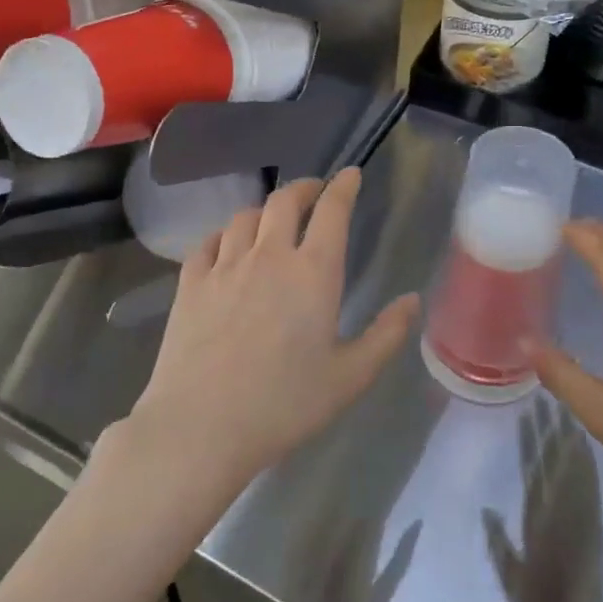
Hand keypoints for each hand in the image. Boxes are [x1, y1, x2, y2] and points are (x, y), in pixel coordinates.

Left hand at [128, 169, 418, 490]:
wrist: (201, 426)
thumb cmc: (284, 405)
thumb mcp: (350, 377)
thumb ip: (386, 334)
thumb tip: (412, 300)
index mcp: (313, 272)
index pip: (332, 211)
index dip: (343, 187)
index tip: (350, 174)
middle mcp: (269, 255)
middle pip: (284, 200)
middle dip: (304, 188)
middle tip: (314, 192)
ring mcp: (224, 266)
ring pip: (245, 217)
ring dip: (264, 211)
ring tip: (272, 221)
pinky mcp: (190, 283)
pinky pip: (208, 242)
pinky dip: (224, 235)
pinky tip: (227, 246)